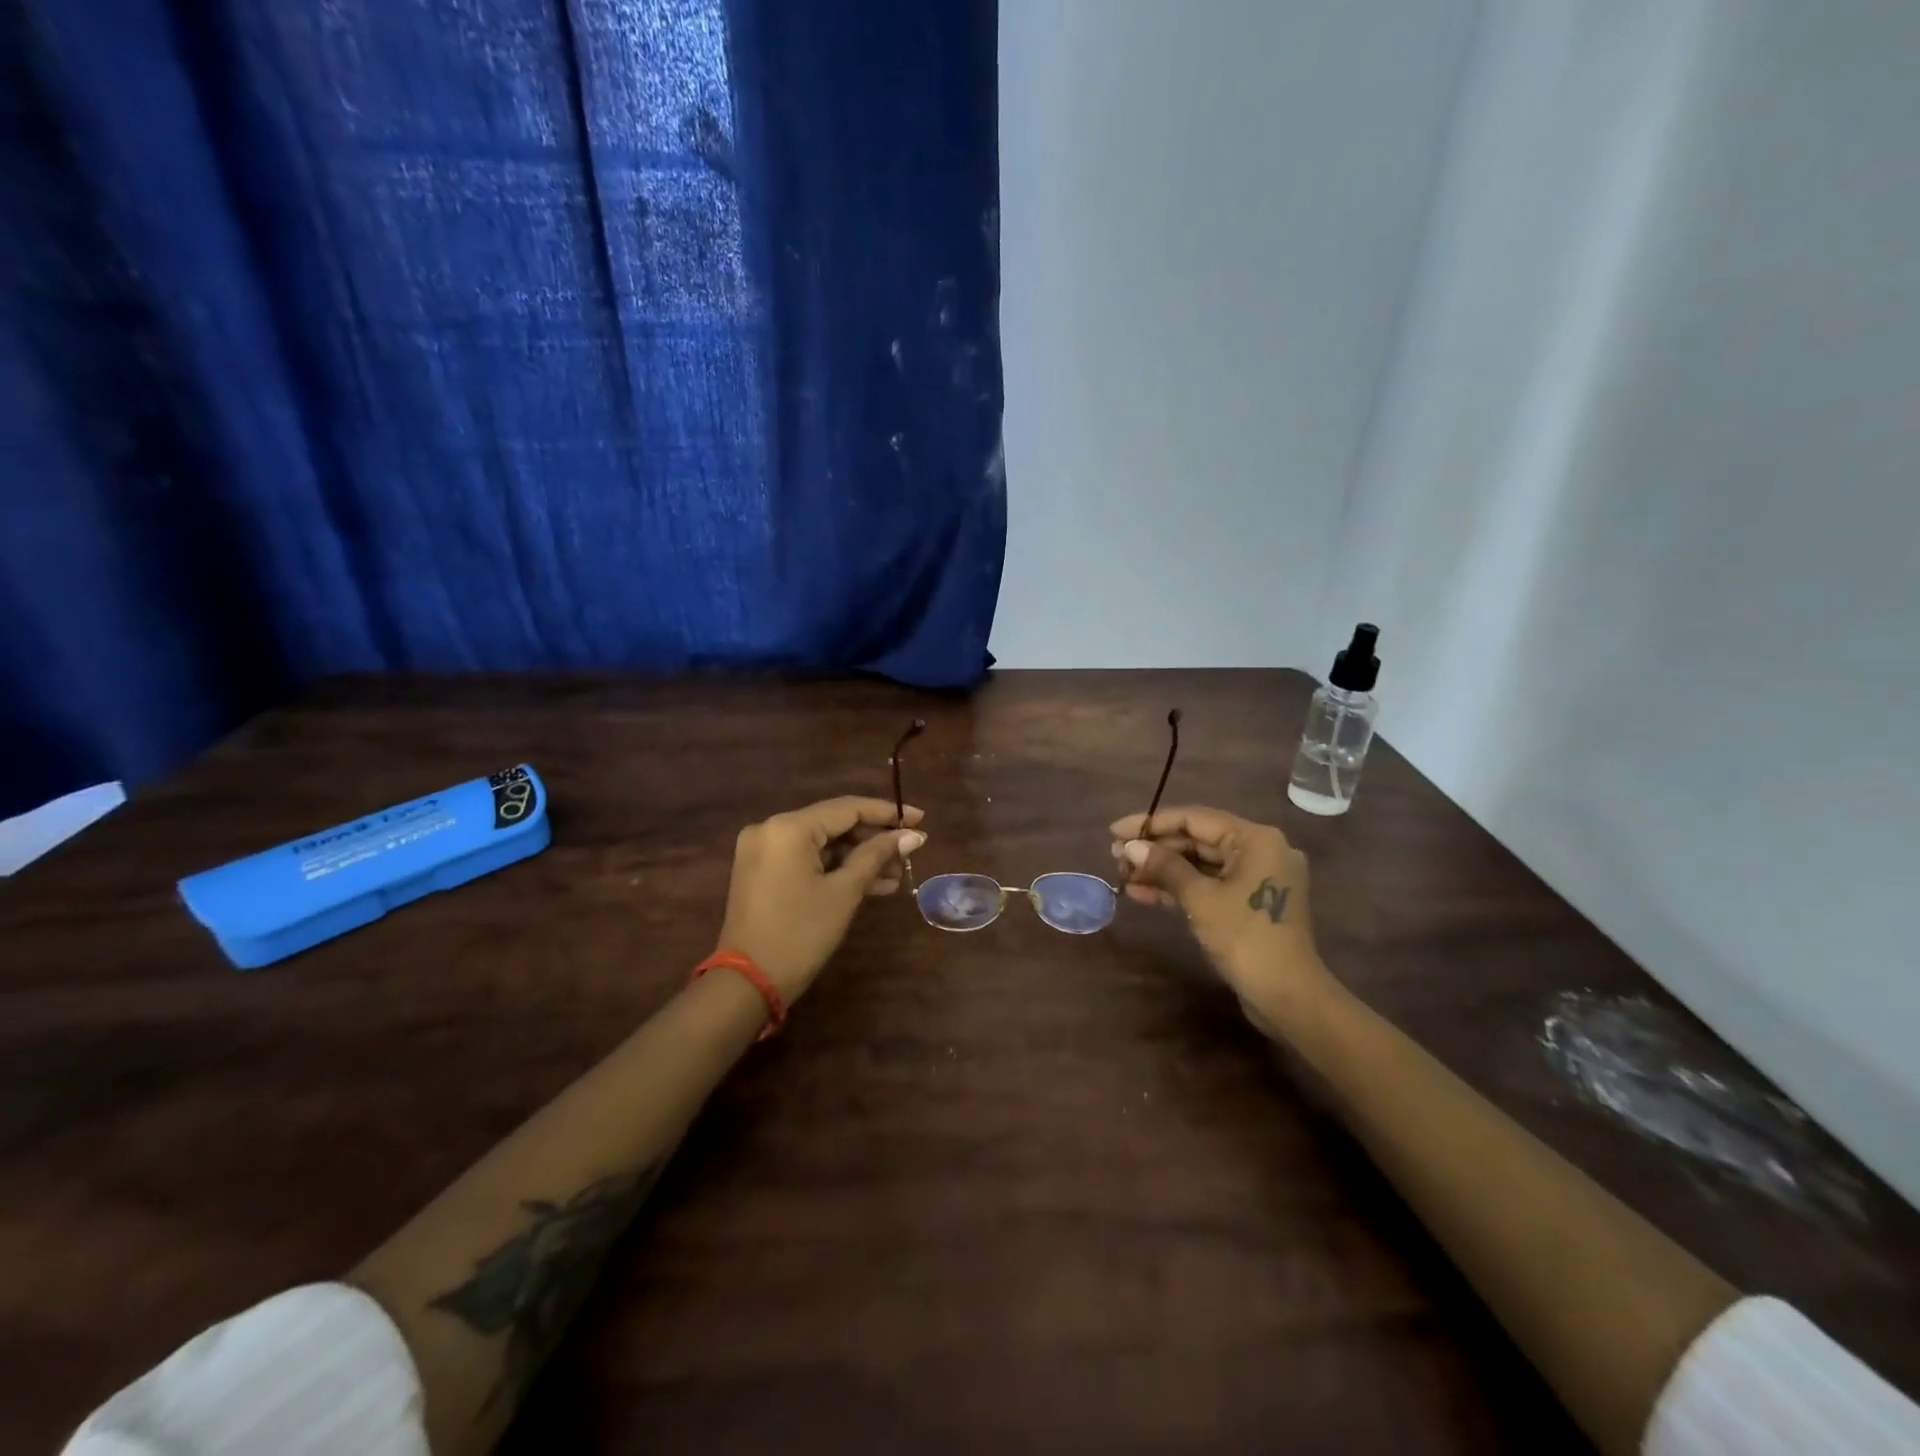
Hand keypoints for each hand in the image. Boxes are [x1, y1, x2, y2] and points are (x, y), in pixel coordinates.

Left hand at [717, 797, 926, 1004]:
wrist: (748, 983)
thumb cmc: (800, 933)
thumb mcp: (844, 892)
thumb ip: (876, 856)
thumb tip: (911, 836)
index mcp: (788, 827)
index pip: (847, 808)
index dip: (887, 812)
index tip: (920, 818)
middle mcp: (771, 829)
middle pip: (834, 824)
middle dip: (874, 839)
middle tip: (909, 853)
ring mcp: (764, 851)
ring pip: (822, 844)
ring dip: (858, 857)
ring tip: (897, 874)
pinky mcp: (763, 871)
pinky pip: (807, 859)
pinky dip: (836, 869)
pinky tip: (873, 883)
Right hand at [1109, 805, 1334, 1038]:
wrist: (1288, 997)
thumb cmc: (1245, 938)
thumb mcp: (1200, 898)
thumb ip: (1164, 866)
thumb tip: (1130, 847)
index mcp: (1255, 839)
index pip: (1194, 819)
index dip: (1151, 823)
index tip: (1115, 831)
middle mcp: (1260, 851)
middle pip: (1197, 840)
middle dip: (1155, 849)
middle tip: (1115, 856)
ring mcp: (1256, 879)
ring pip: (1200, 865)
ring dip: (1162, 871)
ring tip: (1122, 875)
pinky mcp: (1249, 903)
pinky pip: (1209, 885)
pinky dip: (1178, 889)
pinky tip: (1142, 893)